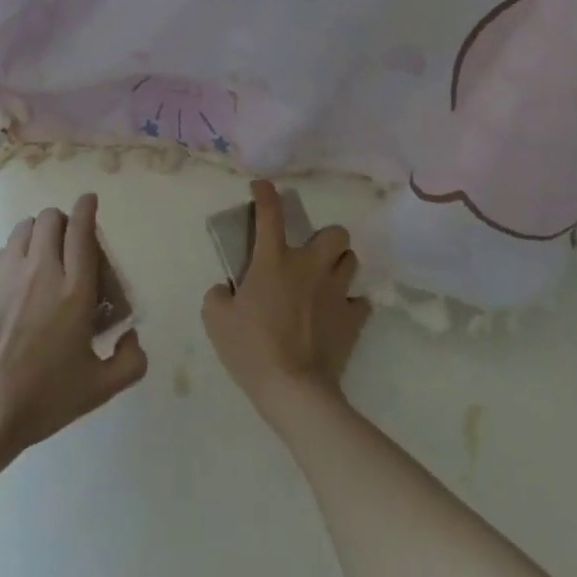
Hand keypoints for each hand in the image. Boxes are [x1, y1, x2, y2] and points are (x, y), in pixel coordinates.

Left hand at [0, 194, 146, 464]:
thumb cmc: (43, 399)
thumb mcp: (99, 388)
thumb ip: (131, 361)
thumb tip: (132, 335)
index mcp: (75, 290)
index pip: (82, 229)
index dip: (87, 208)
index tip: (90, 202)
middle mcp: (42, 270)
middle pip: (52, 218)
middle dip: (64, 223)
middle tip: (68, 245)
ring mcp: (7, 272)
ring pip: (26, 227)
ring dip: (38, 234)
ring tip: (41, 259)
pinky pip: (3, 249)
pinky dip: (15, 254)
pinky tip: (16, 282)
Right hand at [203, 180, 371, 421]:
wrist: (294, 390)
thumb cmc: (251, 349)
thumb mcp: (216, 320)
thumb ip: (218, 296)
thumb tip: (226, 290)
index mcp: (274, 260)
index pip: (270, 213)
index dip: (266, 193)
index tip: (262, 186)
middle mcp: (309, 266)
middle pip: (335, 233)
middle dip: (326, 239)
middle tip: (310, 255)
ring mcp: (336, 292)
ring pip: (351, 261)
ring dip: (339, 265)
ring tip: (326, 280)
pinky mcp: (353, 319)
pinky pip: (360, 302)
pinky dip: (350, 305)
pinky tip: (338, 314)